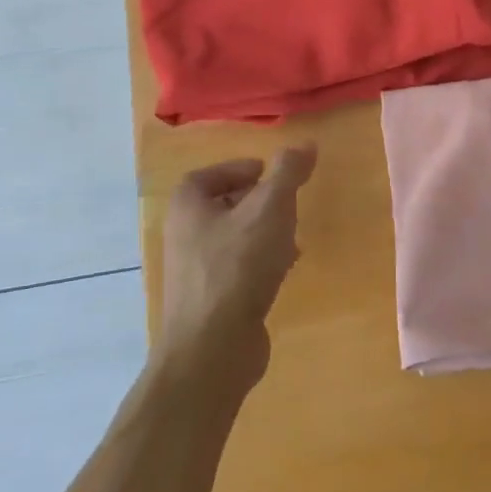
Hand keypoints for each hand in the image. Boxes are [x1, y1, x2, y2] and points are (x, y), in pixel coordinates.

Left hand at [157, 145, 317, 403]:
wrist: (213, 347)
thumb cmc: (238, 267)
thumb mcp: (270, 209)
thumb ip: (288, 173)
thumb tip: (305, 144)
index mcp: (188, 208)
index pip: (206, 176)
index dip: (237, 169)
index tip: (269, 173)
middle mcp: (184, 236)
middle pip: (220, 207)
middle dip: (256, 201)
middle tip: (287, 202)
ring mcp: (195, 272)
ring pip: (232, 239)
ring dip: (262, 232)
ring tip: (293, 236)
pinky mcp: (210, 301)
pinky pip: (237, 269)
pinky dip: (261, 262)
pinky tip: (285, 270)